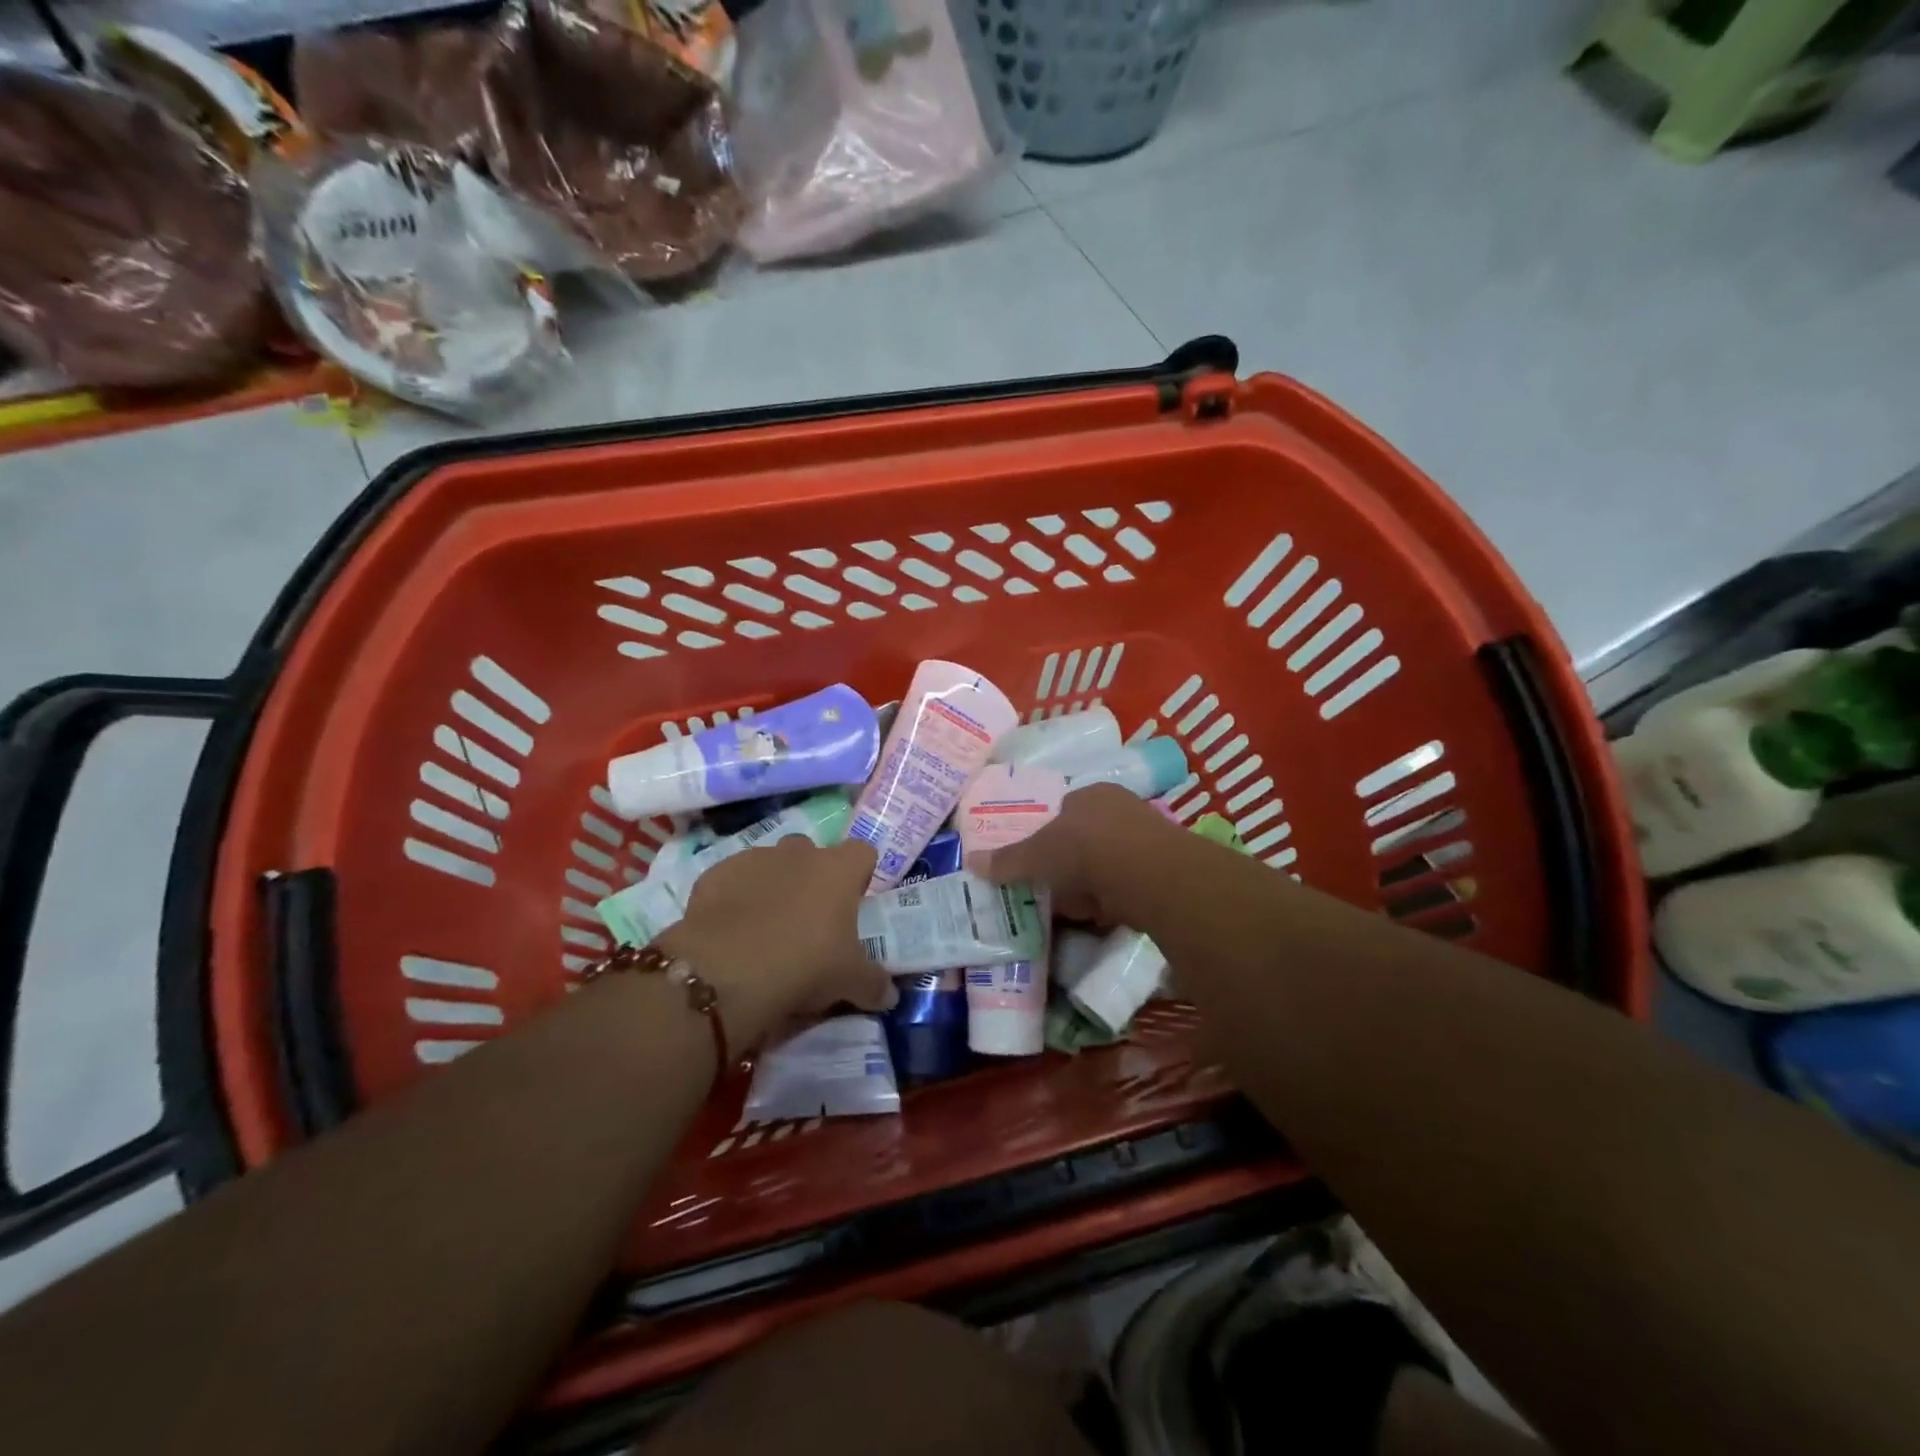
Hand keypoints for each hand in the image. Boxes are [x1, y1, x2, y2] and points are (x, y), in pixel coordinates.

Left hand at [657, 836, 893, 1051]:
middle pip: (813, 853)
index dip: (860, 874)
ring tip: (767, 928)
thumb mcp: (850, 982)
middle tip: (810, 920)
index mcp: (838, 869)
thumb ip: (873, 984)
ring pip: (770, 864)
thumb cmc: (804, 965)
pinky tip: (732, 931)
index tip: (855, 901)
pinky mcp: (715, 874)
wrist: (726, 971)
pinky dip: (734, 899)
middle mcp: (798, 853)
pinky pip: (732, 881)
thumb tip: (889, 995)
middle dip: (812, 878)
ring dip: (773, 886)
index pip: (862, 853)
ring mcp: (754, 859)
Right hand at [969, 782, 1177, 923]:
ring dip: (1092, 885)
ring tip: (1075, 907)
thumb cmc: (1084, 849)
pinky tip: (1102, 915)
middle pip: (1086, 837)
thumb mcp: (1036, 855)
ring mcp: (1146, 837)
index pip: (1063, 810)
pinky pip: (1127, 884)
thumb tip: (970, 861)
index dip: (1048, 836)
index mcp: (1090, 793)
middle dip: (1070, 864)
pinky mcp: (1163, 869)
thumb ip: (1007, 860)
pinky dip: (1114, 899)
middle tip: (1053, 887)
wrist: (1146, 874)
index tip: (1038, 861)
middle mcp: (1121, 807)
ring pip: (1108, 862)